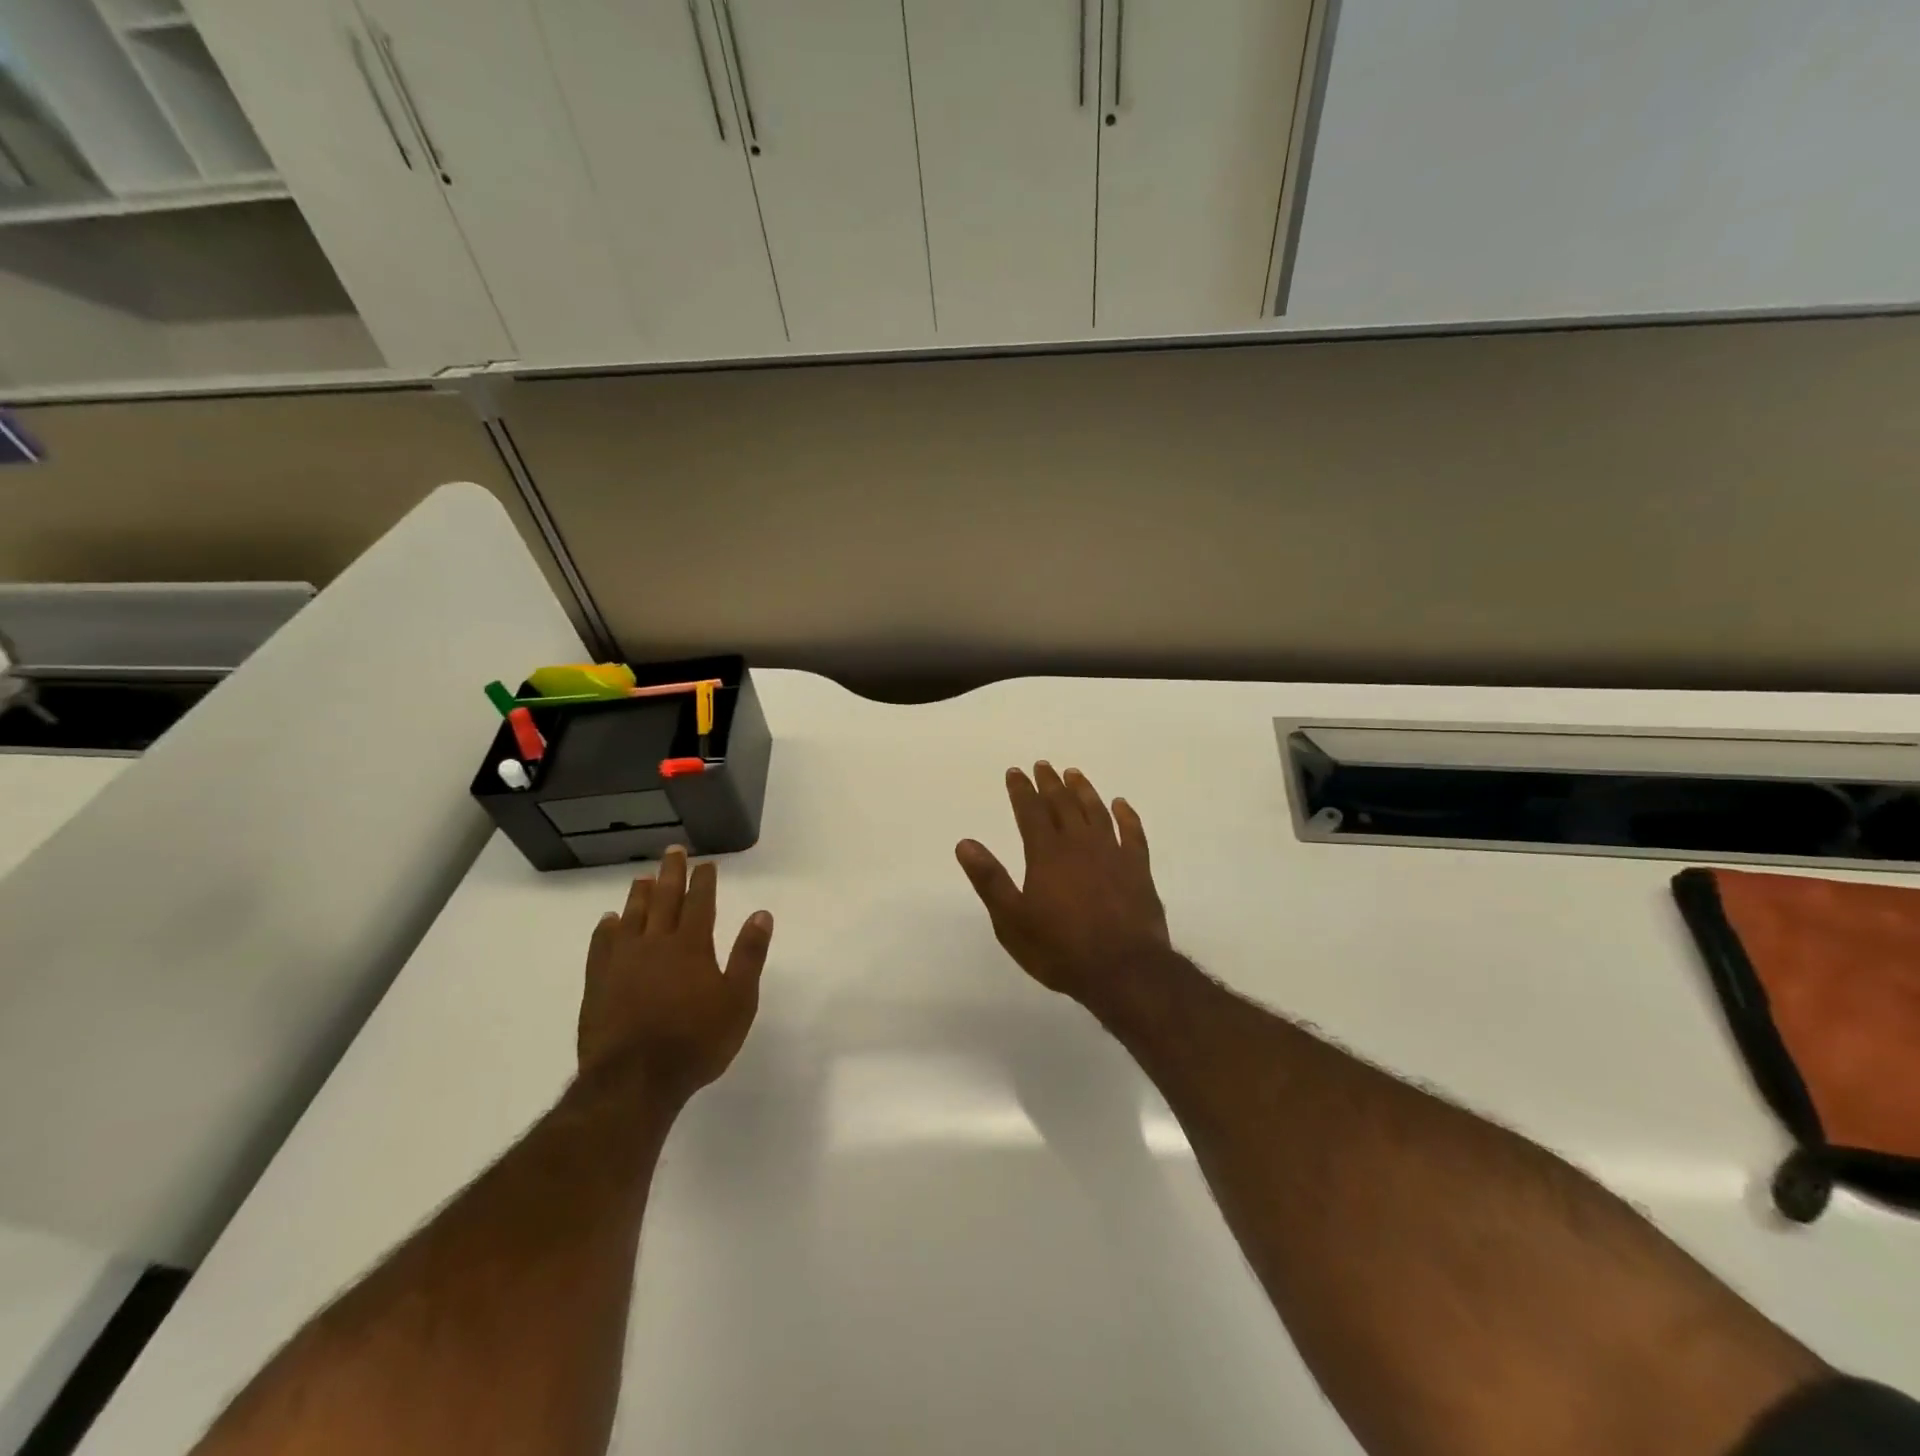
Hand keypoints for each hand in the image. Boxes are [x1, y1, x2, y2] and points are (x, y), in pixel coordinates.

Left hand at [578, 846, 773, 1105]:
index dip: (704, 881)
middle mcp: (656, 943)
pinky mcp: (599, 983)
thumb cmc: (697, 1041)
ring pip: (632, 917)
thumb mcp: (739, 1000)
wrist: (635, 1080)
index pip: (700, 902)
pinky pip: (601, 945)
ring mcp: (623, 962)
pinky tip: (609, 921)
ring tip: (643, 877)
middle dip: (671, 873)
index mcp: (692, 945)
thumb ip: (749, 955)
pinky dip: (606, 929)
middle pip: (664, 899)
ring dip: (640, 894)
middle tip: (673, 851)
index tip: (706, 863)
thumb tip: (761, 914)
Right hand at [956, 763, 1170, 1009]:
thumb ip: (990, 880)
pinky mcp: (1138, 868)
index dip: (1021, 790)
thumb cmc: (1060, 949)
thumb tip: (965, 843)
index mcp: (1047, 854)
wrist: (1123, 969)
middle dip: (1050, 783)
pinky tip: (1120, 804)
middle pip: (1063, 804)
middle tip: (1043, 765)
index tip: (1015, 772)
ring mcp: (1113, 853)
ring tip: (1074, 774)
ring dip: (1083, 790)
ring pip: (1096, 811)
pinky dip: (1126, 815)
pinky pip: (1133, 832)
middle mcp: (1080, 844)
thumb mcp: (1012, 921)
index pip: (1030, 812)